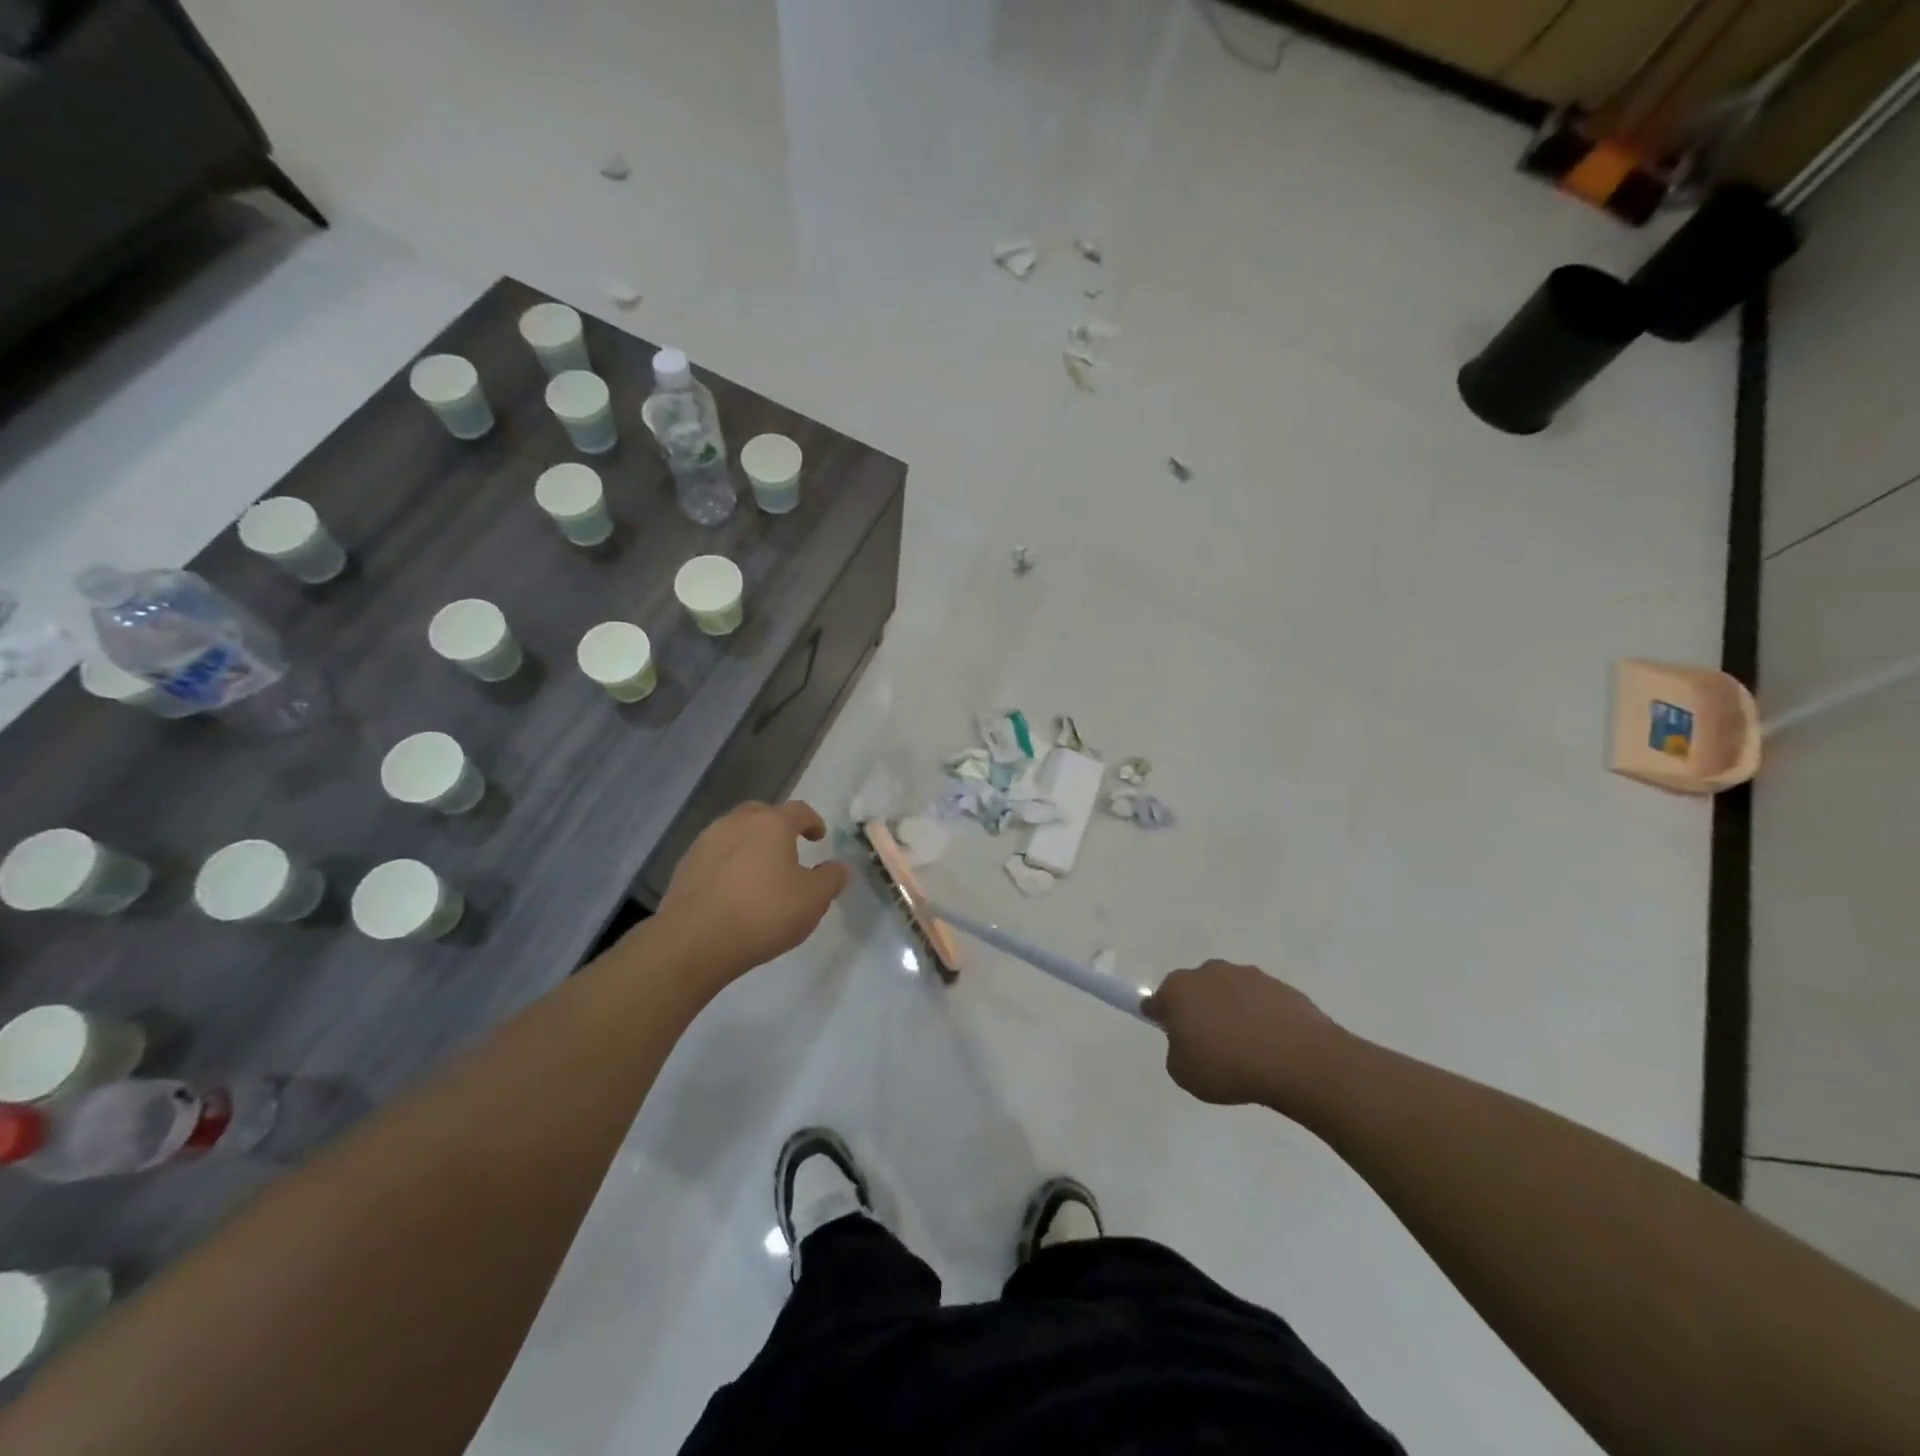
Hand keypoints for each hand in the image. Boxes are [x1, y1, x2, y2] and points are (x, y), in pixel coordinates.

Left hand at [655, 800, 850, 984]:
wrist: (694, 942)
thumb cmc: (763, 913)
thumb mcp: (813, 900)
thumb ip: (831, 878)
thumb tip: (838, 867)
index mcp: (771, 824)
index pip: (799, 810)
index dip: (812, 821)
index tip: (818, 836)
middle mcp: (737, 823)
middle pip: (761, 813)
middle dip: (776, 825)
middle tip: (787, 847)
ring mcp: (705, 842)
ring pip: (733, 832)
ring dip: (749, 843)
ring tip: (758, 869)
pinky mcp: (685, 866)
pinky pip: (714, 855)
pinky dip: (727, 863)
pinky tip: (732, 888)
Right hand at [1144, 960, 1345, 1112]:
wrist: (1297, 1059)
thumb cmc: (1230, 1068)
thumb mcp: (1184, 1075)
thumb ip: (1176, 1053)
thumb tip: (1187, 1042)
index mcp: (1177, 990)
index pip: (1156, 1001)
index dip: (1161, 1019)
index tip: (1173, 1038)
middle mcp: (1207, 973)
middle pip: (1193, 991)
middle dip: (1197, 1012)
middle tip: (1210, 1046)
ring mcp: (1245, 975)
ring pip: (1227, 992)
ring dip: (1230, 1012)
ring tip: (1247, 1049)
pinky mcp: (1277, 984)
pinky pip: (1258, 1001)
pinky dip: (1260, 1016)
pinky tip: (1271, 1045)